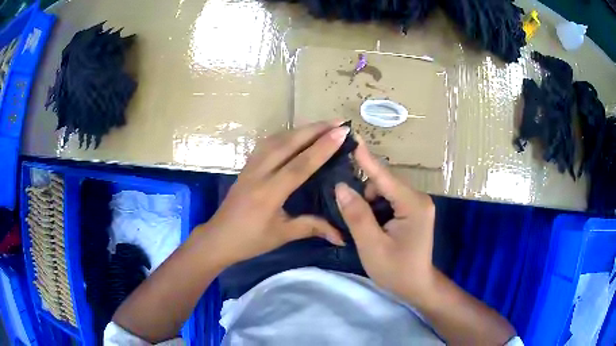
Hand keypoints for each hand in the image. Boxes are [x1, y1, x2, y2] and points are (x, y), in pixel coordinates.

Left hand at [204, 121, 347, 265]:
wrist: (218, 238)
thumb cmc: (249, 241)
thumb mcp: (282, 235)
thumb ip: (312, 227)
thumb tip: (342, 236)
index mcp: (269, 193)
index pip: (299, 165)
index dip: (322, 148)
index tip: (341, 133)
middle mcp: (259, 174)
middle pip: (287, 144)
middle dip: (314, 130)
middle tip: (338, 122)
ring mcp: (250, 167)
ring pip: (275, 140)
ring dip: (300, 129)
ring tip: (322, 125)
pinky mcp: (246, 166)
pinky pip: (266, 144)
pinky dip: (284, 135)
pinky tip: (295, 135)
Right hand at [334, 137, 435, 303]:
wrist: (416, 286)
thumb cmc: (396, 270)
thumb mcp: (372, 246)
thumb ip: (357, 215)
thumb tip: (341, 187)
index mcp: (413, 204)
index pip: (384, 176)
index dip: (365, 157)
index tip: (351, 135)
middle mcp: (418, 198)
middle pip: (383, 183)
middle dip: (363, 193)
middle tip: (346, 210)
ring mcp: (417, 204)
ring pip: (384, 191)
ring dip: (368, 202)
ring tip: (361, 224)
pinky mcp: (413, 210)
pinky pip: (389, 199)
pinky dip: (376, 207)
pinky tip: (370, 223)